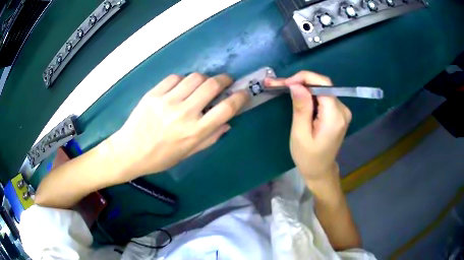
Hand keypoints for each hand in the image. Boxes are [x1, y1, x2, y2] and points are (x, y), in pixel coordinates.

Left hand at [108, 73, 248, 181]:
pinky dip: (183, 80)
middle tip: (225, 81)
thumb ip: (210, 138)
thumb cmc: (160, 157)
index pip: (226, 108)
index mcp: (195, 131)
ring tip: (201, 85)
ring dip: (204, 79)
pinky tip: (180, 88)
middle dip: (224, 79)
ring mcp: (167, 101)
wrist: (130, 151)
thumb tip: (227, 123)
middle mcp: (184, 113)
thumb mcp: (188, 153)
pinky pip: (175, 78)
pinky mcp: (153, 94)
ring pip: (195, 77)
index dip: (239, 97)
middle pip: (212, 85)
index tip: (243, 92)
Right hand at [265, 71, 350, 181]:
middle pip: (323, 85)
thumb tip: (297, 85)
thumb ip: (301, 108)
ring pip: (322, 89)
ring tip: (286, 89)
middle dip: (302, 82)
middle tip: (282, 85)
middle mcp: (343, 110)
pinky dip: (310, 95)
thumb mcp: (300, 134)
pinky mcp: (338, 113)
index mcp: (335, 116)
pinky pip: (324, 97)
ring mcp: (342, 111)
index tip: (286, 83)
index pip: (323, 84)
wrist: (320, 170)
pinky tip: (299, 98)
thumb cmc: (308, 157)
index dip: (304, 78)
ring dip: (305, 88)